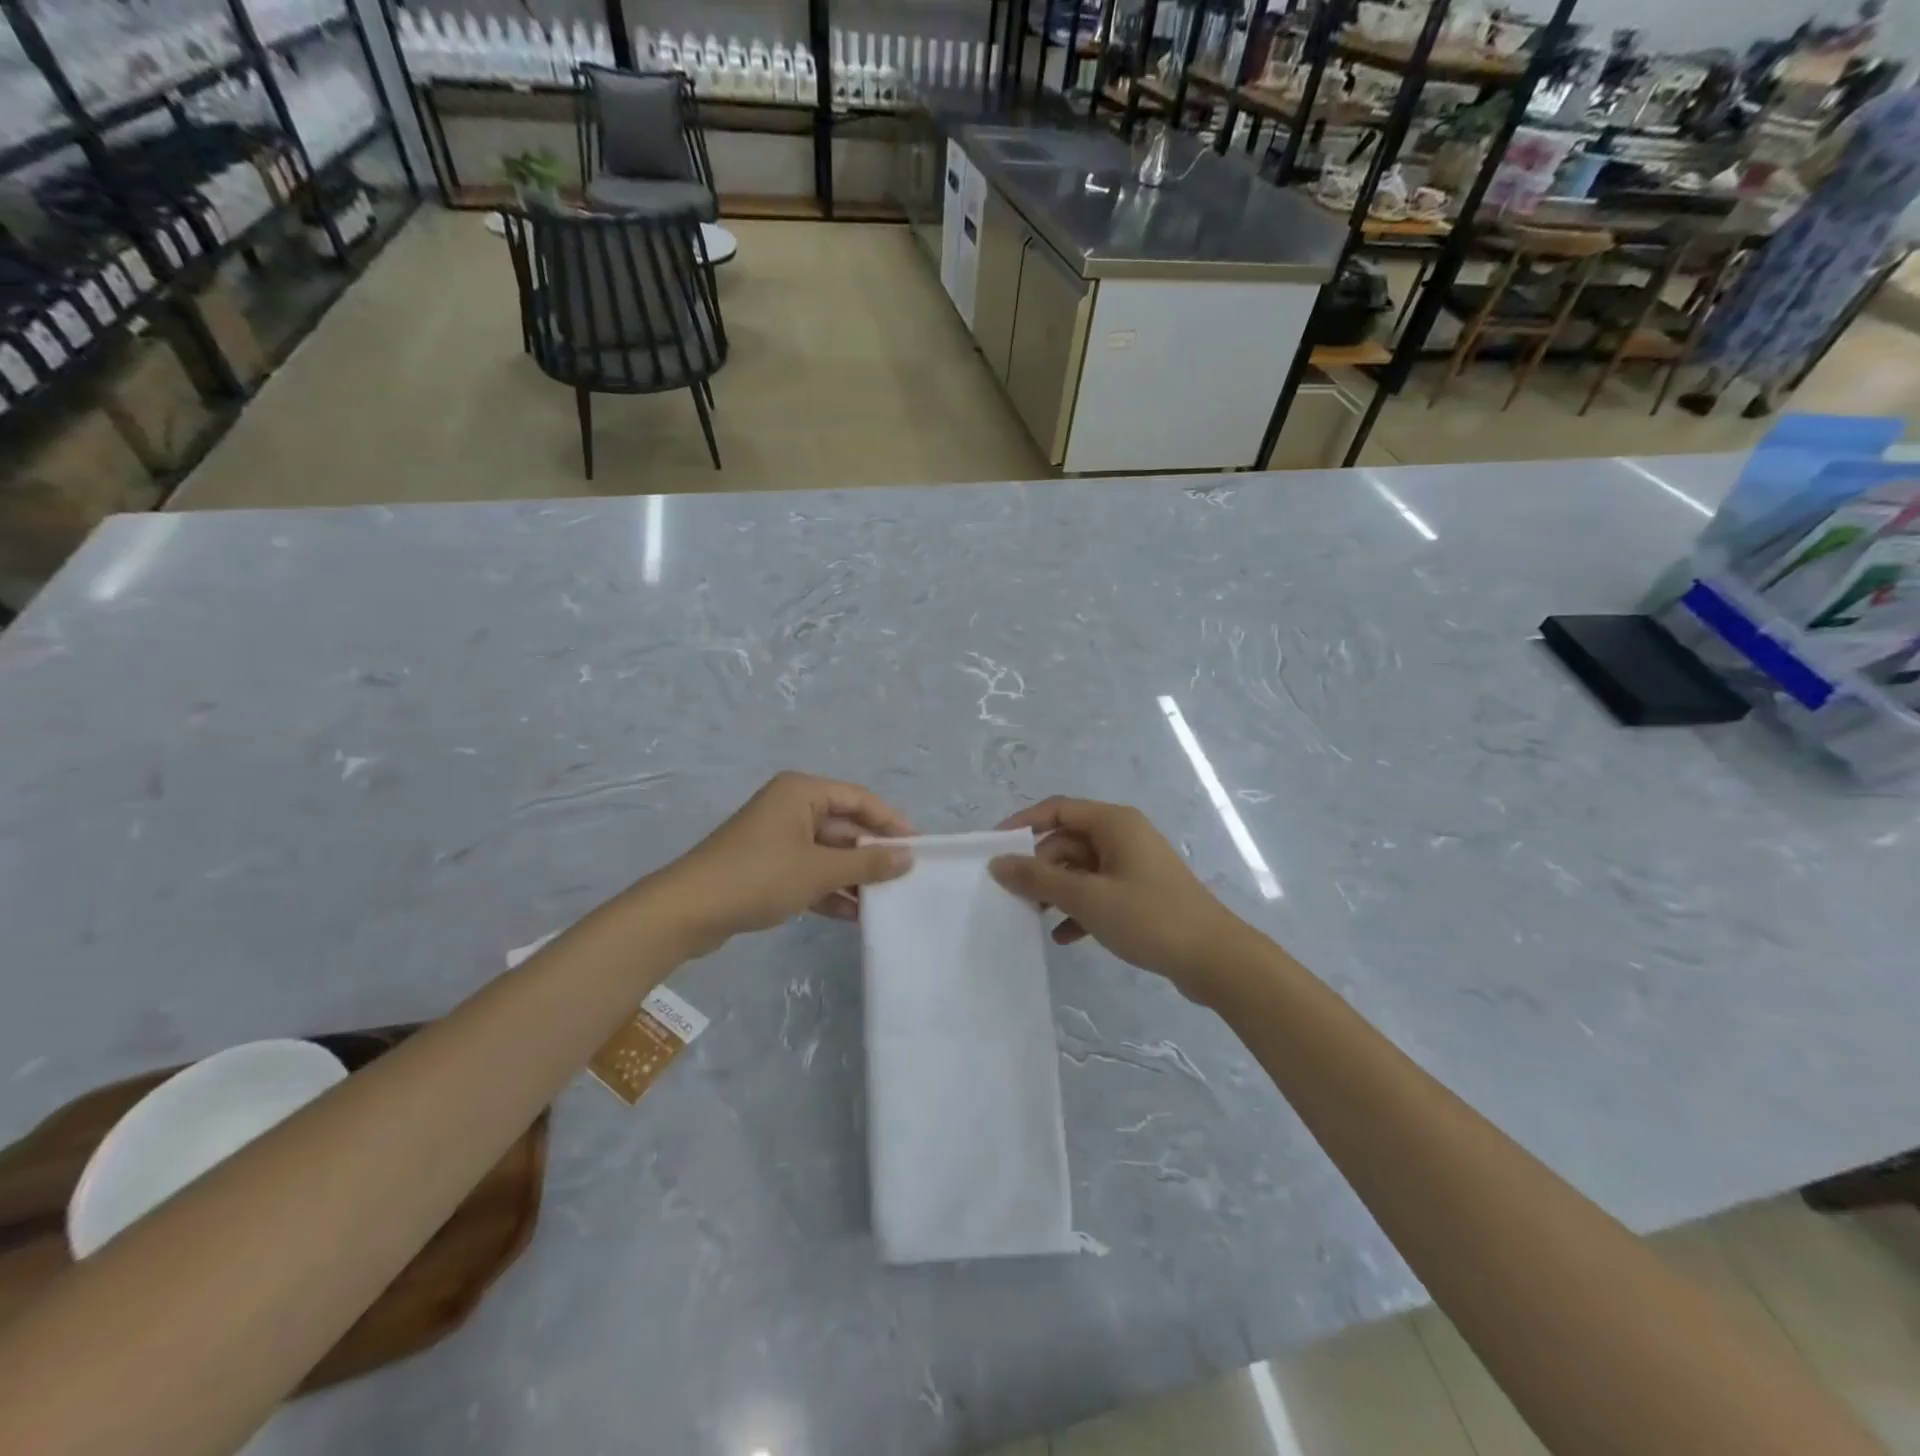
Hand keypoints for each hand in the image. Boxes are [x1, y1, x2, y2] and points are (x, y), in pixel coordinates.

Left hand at [651, 773, 913, 955]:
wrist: (688, 910)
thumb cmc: (759, 877)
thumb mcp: (819, 870)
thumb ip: (867, 863)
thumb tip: (908, 857)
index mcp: (802, 792)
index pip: (859, 799)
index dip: (891, 822)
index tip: (919, 847)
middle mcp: (791, 807)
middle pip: (844, 825)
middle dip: (871, 853)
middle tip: (904, 878)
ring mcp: (777, 837)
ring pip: (827, 852)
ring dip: (852, 876)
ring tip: (884, 901)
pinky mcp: (767, 866)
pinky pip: (808, 871)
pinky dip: (829, 889)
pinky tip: (853, 915)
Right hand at [989, 797, 1248, 1002]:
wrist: (1215, 959)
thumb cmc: (1149, 917)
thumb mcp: (1087, 897)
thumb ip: (1039, 879)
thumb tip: (997, 863)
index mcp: (1114, 823)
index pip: (1057, 809)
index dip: (1022, 824)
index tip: (993, 849)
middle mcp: (1123, 836)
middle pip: (1067, 841)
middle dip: (1039, 867)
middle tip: (1012, 896)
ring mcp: (1133, 866)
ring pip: (1080, 869)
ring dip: (1056, 892)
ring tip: (1032, 919)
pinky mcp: (1140, 894)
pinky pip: (1098, 892)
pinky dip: (1079, 910)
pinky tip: (1063, 937)